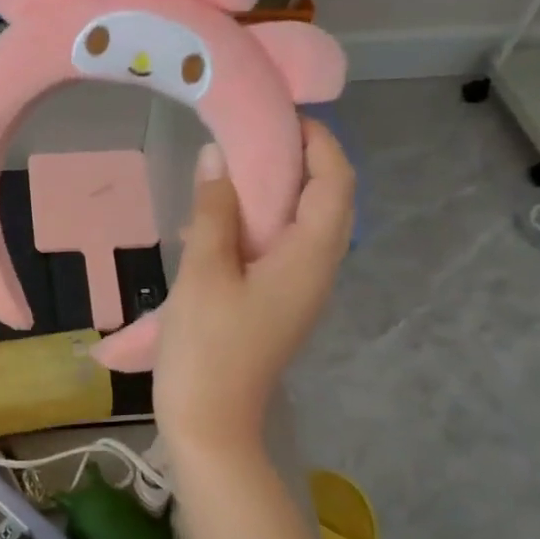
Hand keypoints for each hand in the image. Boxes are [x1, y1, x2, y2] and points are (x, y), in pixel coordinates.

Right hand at [153, 118, 354, 458]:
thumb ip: (214, 211)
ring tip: (231, 170)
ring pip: (301, 225)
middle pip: (325, 200)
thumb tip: (217, 157)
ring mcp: (299, 291)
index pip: (335, 181)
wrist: (211, 424)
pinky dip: (258, 224)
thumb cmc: (208, 349)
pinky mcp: (278, 305)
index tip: (279, 114)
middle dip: (297, 161)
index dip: (318, 141)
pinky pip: (279, 249)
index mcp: (310, 257)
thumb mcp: (204, 273)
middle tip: (249, 135)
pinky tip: (215, 225)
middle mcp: (317, 270)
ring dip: (275, 193)